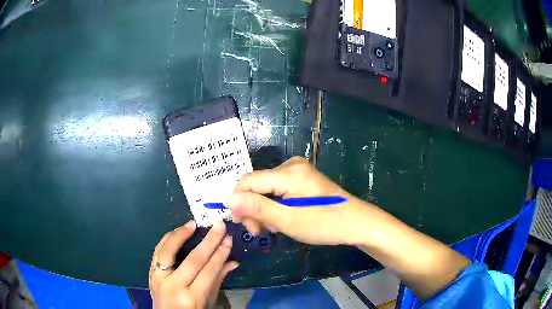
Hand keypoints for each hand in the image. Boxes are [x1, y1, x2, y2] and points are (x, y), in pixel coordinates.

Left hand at [149, 221, 238, 308]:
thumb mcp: (208, 302)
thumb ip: (218, 281)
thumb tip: (233, 262)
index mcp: (192, 297)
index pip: (208, 271)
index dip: (220, 254)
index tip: (228, 239)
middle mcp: (174, 286)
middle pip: (193, 260)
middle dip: (208, 241)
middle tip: (219, 226)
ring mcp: (158, 278)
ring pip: (168, 251)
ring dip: (181, 235)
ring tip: (193, 224)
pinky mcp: (150, 273)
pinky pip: (157, 252)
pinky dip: (167, 240)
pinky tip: (176, 232)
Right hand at [226, 156, 370, 244]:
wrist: (356, 222)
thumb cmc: (325, 223)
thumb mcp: (288, 220)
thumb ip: (257, 208)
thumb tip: (228, 199)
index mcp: (288, 172)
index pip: (248, 181)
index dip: (239, 201)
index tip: (242, 224)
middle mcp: (291, 165)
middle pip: (256, 185)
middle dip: (253, 208)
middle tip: (259, 231)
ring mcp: (298, 171)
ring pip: (265, 189)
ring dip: (263, 209)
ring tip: (273, 228)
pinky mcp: (302, 179)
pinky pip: (277, 190)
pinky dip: (274, 205)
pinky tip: (281, 218)